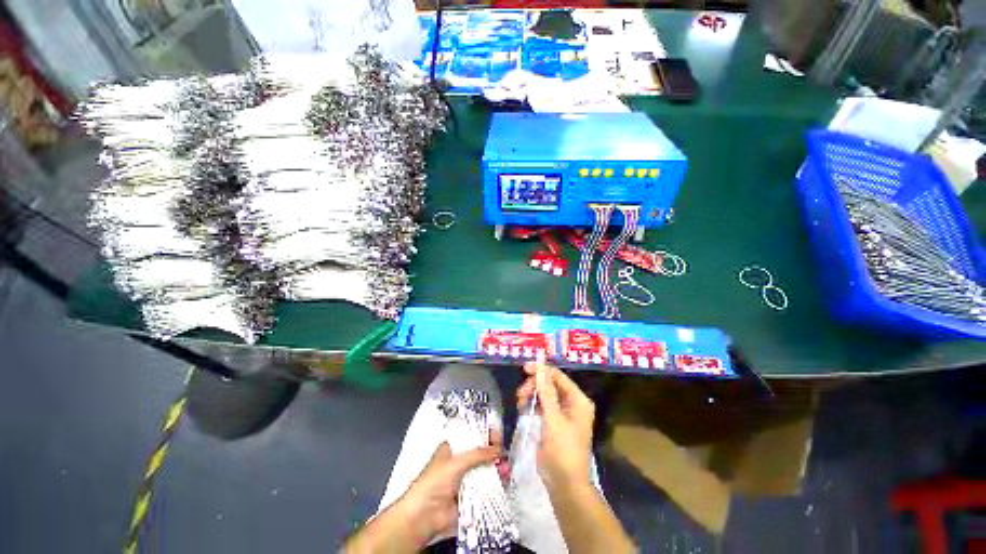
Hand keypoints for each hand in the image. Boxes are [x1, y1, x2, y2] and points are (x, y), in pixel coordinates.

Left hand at [396, 436, 501, 543]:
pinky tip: (505, 481)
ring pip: (485, 470)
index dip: (484, 434)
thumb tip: (498, 448)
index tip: (497, 433)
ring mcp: (466, 480)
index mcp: (453, 449)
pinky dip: (496, 484)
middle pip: (481, 454)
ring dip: (497, 468)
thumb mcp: (456, 462)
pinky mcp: (471, 496)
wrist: (424, 516)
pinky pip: (486, 488)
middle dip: (494, 452)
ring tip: (506, 469)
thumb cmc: (435, 482)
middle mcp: (460, 462)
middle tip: (504, 452)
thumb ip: (478, 454)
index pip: (472, 436)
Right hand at [517, 362, 594, 492]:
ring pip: (543, 394)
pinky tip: (523, 409)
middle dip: (534, 386)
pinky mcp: (552, 422)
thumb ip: (546, 392)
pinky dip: (532, 405)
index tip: (525, 368)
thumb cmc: (563, 450)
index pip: (559, 377)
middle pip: (550, 384)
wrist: (565, 485)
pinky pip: (541, 406)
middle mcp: (571, 403)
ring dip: (531, 395)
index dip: (542, 371)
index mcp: (578, 400)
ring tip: (520, 402)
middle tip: (521, 394)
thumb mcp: (554, 419)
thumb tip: (540, 367)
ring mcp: (561, 413)